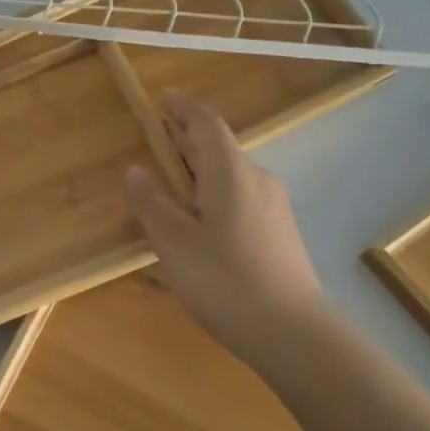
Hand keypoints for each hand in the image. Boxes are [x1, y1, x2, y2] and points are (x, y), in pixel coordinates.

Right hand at [124, 90, 326, 362]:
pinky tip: (198, 216)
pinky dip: (213, 189)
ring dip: (199, 166)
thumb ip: (152, 202)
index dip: (182, 108)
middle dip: (187, 137)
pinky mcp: (278, 231)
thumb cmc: (224, 279)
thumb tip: (137, 170)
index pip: (206, 123)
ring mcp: (273, 205)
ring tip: (170, 177)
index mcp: (230, 172)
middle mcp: (256, 179)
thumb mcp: (174, 242)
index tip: (161, 98)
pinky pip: (240, 194)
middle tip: (156, 135)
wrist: (291, 331)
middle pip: (219, 146)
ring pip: (230, 172)